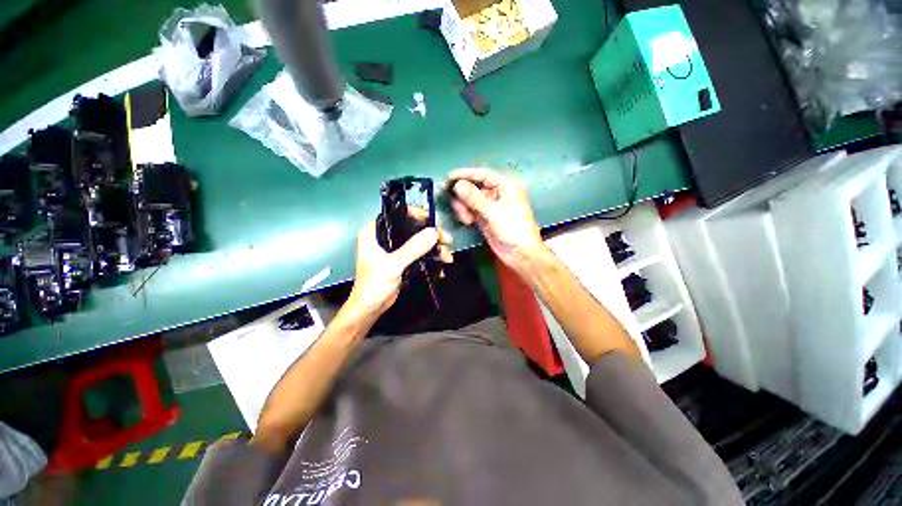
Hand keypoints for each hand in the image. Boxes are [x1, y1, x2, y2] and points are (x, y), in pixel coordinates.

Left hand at [348, 209, 452, 315]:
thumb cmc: (374, 285)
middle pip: (412, 227)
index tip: (433, 221)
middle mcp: (385, 236)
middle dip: (431, 234)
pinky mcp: (402, 259)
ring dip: (434, 247)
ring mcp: (394, 248)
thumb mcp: (393, 265)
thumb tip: (434, 233)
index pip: (397, 214)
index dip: (416, 214)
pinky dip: (430, 255)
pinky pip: (419, 251)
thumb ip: (412, 248)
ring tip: (447, 257)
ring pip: (418, 240)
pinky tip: (442, 262)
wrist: (371, 308)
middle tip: (447, 241)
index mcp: (375, 231)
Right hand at [449, 167, 545, 276]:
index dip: (466, 174)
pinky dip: (466, 213)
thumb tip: (457, 184)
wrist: (520, 254)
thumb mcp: (494, 214)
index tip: (449, 177)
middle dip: (463, 193)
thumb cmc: (513, 231)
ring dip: (463, 206)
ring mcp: (491, 206)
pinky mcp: (485, 217)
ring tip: (463, 217)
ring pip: (471, 199)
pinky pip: (471, 210)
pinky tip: (466, 220)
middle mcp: (498, 193)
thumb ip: (475, 199)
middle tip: (452, 201)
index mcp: (506, 186)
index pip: (483, 174)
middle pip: (475, 186)